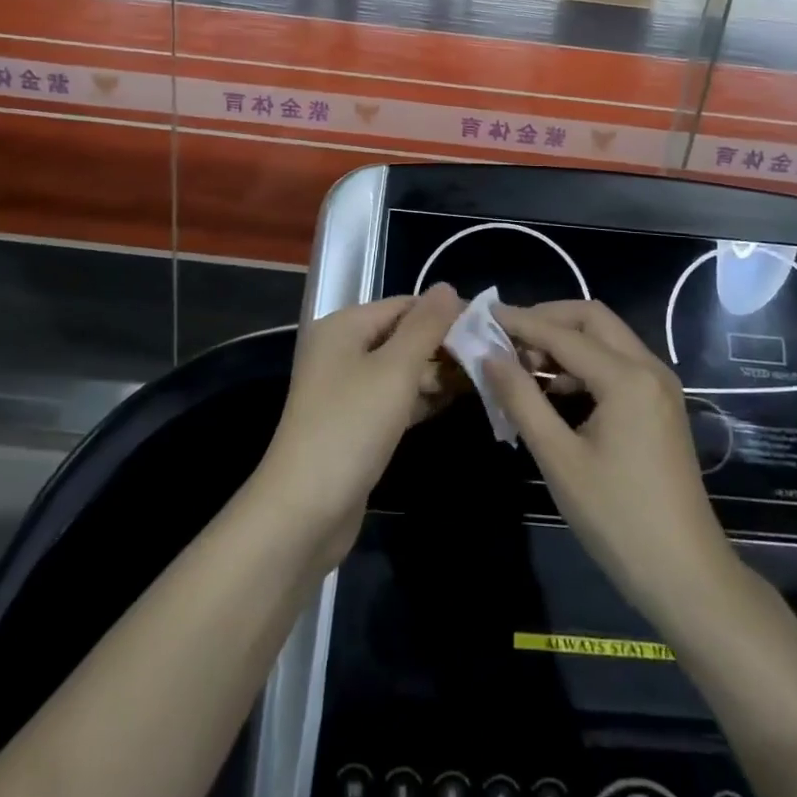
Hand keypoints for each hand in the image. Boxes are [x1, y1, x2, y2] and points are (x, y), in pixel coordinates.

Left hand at [255, 284, 464, 567]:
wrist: (304, 510)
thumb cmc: (351, 426)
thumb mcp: (395, 370)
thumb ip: (425, 326)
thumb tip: (447, 287)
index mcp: (345, 326)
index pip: (404, 305)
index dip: (446, 313)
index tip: (490, 327)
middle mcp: (342, 350)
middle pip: (402, 335)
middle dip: (444, 345)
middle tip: (491, 358)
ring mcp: (346, 388)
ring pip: (401, 369)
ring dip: (437, 373)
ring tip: (483, 378)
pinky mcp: (355, 422)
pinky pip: (394, 398)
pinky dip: (421, 398)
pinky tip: (455, 402)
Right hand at [485, 300, 740, 631]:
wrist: (687, 577)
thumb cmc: (618, 519)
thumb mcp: (559, 459)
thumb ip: (521, 399)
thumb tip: (489, 356)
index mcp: (627, 377)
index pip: (562, 333)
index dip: (520, 322)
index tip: (483, 314)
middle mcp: (649, 368)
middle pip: (591, 319)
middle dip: (547, 320)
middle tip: (507, 338)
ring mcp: (660, 386)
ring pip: (606, 339)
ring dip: (565, 341)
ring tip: (523, 366)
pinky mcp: (661, 405)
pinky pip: (617, 364)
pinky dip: (583, 364)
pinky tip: (555, 391)